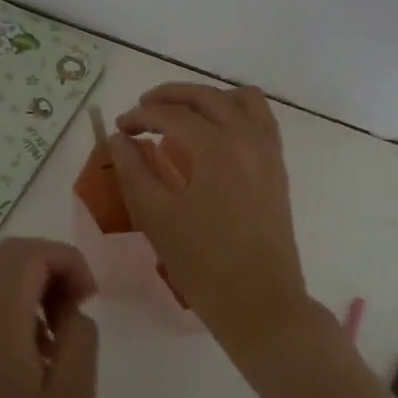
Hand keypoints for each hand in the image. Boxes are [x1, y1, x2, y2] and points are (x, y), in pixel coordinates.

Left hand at [0, 238, 99, 397]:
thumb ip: (78, 338)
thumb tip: (70, 312)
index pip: (25, 254)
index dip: (66, 259)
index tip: (90, 298)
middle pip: (9, 263)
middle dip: (53, 272)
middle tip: (80, 312)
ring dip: (38, 296)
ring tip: (64, 345)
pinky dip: (22, 319)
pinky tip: (40, 365)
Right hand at [108, 82, 310, 342]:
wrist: (259, 300)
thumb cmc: (202, 263)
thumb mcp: (156, 216)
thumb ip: (133, 170)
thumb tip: (119, 138)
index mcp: (216, 147)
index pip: (172, 115)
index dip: (140, 116)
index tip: (119, 127)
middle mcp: (247, 137)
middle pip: (206, 96)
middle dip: (170, 96)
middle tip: (142, 109)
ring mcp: (268, 150)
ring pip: (240, 99)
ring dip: (207, 98)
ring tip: (181, 114)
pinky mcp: (278, 166)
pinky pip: (260, 119)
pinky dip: (234, 112)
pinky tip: (214, 133)